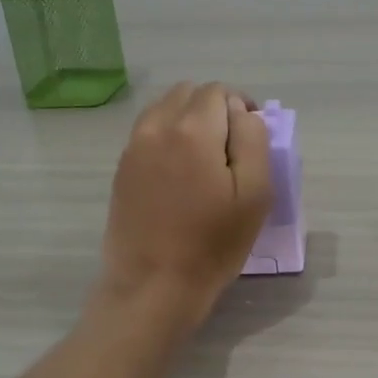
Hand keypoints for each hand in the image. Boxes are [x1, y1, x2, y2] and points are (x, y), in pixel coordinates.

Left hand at [99, 82, 270, 327]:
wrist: (154, 285)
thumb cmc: (212, 244)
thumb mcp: (255, 194)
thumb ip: (253, 141)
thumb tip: (243, 113)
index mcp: (193, 130)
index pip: (220, 92)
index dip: (242, 107)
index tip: (251, 138)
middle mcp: (157, 127)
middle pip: (189, 93)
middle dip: (214, 109)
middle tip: (231, 149)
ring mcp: (133, 147)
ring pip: (165, 109)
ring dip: (188, 120)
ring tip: (204, 159)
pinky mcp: (122, 168)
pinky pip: (148, 132)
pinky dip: (168, 137)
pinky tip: (180, 173)